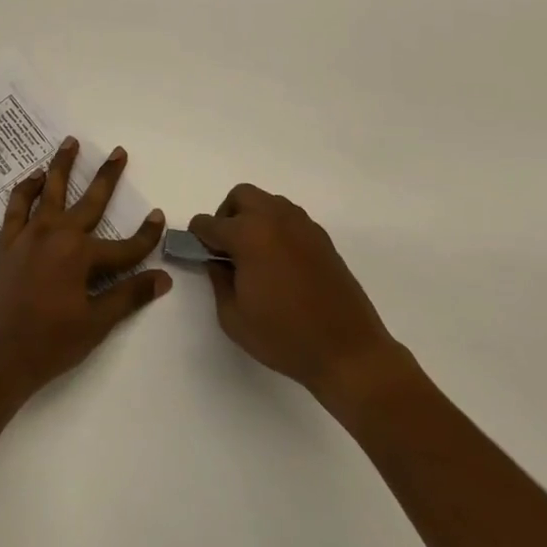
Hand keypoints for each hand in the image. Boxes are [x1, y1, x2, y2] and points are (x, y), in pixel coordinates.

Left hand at [0, 137, 170, 403]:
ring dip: (62, 166)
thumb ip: (128, 296)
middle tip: (118, 151)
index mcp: (81, 256)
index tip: (159, 216)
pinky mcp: (6, 243)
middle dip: (107, 176)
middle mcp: (56, 235)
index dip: (146, 235)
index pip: (124, 246)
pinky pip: (16, 206)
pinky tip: (33, 178)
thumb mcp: (95, 325)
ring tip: (71, 142)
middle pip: (90, 201)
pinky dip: (25, 189)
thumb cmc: (47, 345)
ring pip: (50, 191)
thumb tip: (163, 278)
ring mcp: (28, 236)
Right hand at [189, 184, 406, 412]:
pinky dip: (276, 229)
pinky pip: (289, 218)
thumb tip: (218, 261)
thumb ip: (218, 281)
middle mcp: (275, 219)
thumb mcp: (233, 317)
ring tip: (254, 256)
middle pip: (241, 196)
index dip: (198, 237)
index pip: (210, 223)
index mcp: (249, 235)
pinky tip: (279, 263)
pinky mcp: (322, 238)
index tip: (199, 252)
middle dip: (227, 215)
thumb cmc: (284, 337)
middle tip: (226, 248)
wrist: (348, 350)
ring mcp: (302, 225)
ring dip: (253, 218)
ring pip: (268, 202)